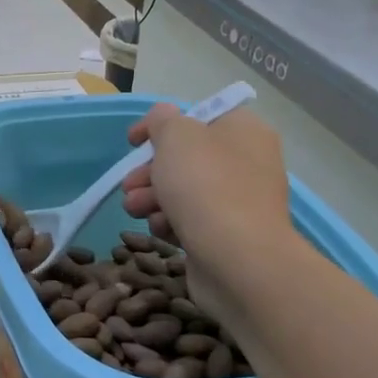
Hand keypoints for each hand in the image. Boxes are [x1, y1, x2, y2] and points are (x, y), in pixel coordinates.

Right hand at [121, 102, 290, 254]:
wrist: (239, 261)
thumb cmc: (206, 185)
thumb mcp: (176, 135)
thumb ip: (162, 119)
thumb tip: (163, 121)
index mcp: (243, 130)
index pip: (198, 117)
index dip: (161, 125)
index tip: (133, 141)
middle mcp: (247, 162)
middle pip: (186, 157)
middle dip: (150, 170)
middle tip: (130, 184)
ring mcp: (240, 202)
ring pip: (184, 190)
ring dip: (152, 197)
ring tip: (135, 209)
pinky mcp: (228, 235)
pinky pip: (191, 220)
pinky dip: (170, 222)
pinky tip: (160, 229)